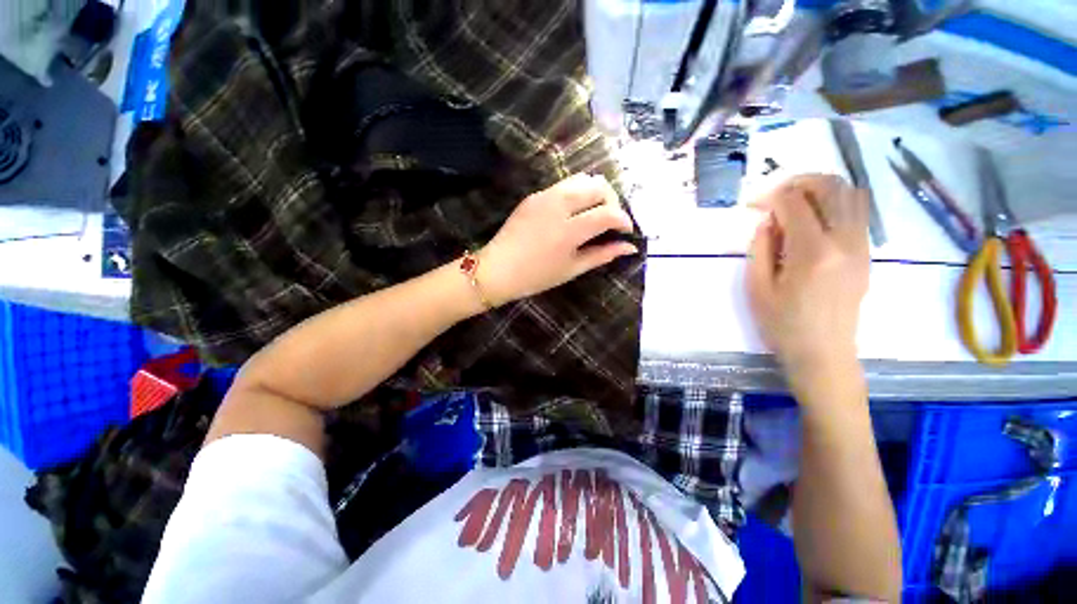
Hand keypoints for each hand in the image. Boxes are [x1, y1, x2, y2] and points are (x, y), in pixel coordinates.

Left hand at [479, 174, 638, 304]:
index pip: (609, 213)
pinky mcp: (534, 195)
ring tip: (593, 214)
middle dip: (612, 201)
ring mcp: (545, 196)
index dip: (624, 220)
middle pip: (599, 186)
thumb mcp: (572, 269)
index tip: (626, 231)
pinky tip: (573, 213)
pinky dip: (577, 194)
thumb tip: (629, 247)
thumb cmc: (536, 276)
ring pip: (582, 179)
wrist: (498, 269)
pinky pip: (564, 185)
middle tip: (610, 222)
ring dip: (595, 193)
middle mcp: (559, 205)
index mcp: (569, 229)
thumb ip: (602, 255)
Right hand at [746, 174, 869, 373]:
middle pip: (831, 187)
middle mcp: (845, 241)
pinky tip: (814, 220)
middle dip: (799, 182)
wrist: (825, 353)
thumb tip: (768, 221)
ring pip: (851, 194)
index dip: (769, 197)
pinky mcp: (867, 253)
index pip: (795, 203)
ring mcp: (862, 246)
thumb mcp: (757, 288)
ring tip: (796, 202)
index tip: (752, 206)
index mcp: (813, 252)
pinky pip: (858, 212)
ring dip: (821, 188)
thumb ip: (760, 248)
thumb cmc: (783, 324)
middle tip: (776, 196)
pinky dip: (836, 203)